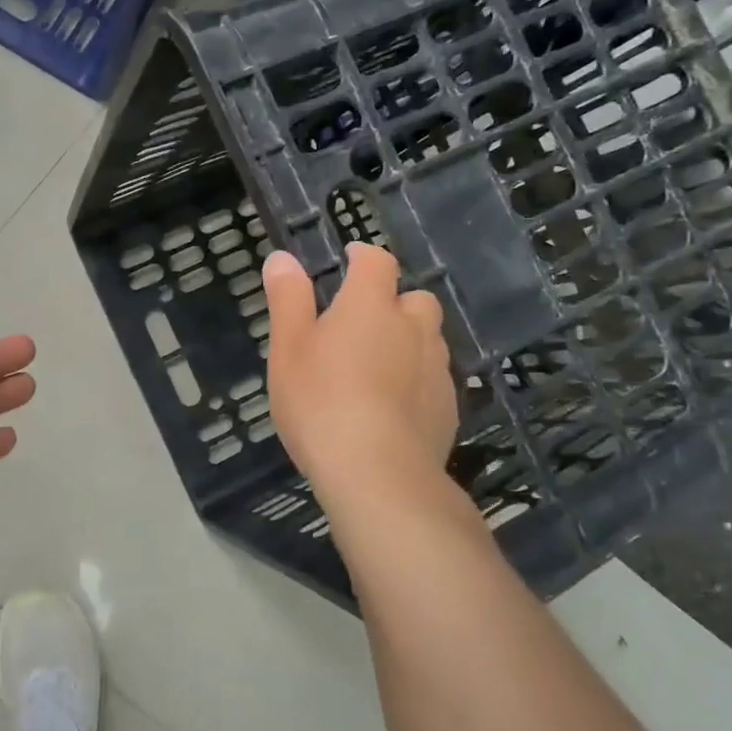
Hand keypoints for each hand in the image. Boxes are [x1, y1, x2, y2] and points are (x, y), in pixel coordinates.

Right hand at [263, 245, 458, 544]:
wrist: (378, 474)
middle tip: (362, 324)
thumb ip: (288, 300)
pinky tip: (393, 408)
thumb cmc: (321, 402)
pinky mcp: (448, 408)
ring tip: (376, 368)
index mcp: (370, 305)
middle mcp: (412, 327)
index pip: (376, 262)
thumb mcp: (288, 349)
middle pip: (414, 299)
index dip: (363, 255)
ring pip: (428, 340)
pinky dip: (416, 381)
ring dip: (407, 342)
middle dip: (394, 303)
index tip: (349, 259)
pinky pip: (433, 380)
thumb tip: (283, 258)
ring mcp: (436, 368)